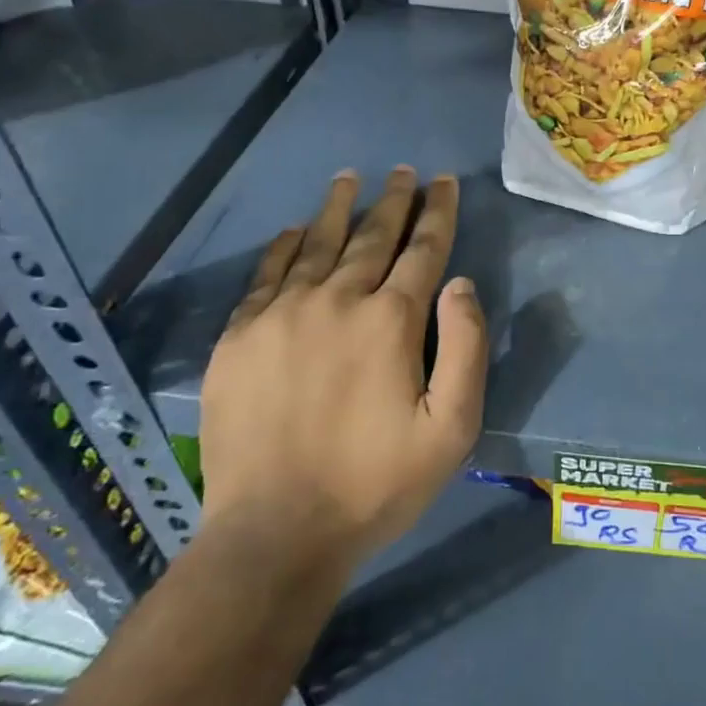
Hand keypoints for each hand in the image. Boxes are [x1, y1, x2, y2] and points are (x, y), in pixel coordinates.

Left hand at [198, 168, 486, 566]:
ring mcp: (281, 316)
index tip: (443, 182)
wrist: (274, 533)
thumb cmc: (376, 484)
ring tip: (350, 178)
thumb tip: (460, 284)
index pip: (423, 250)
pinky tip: (291, 230)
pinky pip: (265, 276)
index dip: (438, 212)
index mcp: (391, 321)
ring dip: (337, 209)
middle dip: (394, 201)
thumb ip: (467, 348)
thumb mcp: (452, 429)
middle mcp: (336, 301)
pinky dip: (282, 248)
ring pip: (316, 244)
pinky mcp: (238, 338)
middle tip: (404, 171)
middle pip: (371, 237)